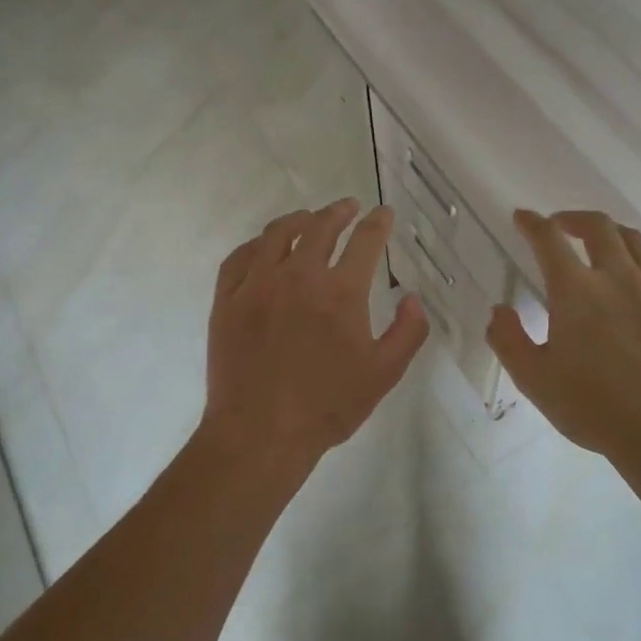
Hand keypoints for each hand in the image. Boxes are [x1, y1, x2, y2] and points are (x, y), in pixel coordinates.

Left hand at [199, 199, 428, 483]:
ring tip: (308, 218)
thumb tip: (414, 299)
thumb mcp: (383, 375)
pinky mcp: (226, 300)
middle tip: (349, 207)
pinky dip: (256, 244)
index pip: (365, 241)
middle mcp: (299, 276)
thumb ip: (407, 333)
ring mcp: (257, 285)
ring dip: (298, 220)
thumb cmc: (327, 406)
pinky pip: (239, 257)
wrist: (260, 433)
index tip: (384, 213)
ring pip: (277, 234)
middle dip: (339, 212)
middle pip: (320, 227)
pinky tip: (263, 247)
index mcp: (341, 292)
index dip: (378, 222)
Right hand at [486, 210, 640, 468]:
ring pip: (635, 241)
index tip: (522, 218)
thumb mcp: (534, 379)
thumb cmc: (592, 407)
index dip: (532, 224)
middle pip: (598, 227)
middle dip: (573, 219)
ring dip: (610, 233)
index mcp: (576, 291)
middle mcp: (617, 277)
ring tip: (599, 242)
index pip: (548, 240)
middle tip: (560, 226)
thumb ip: (508, 339)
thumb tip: (499, 310)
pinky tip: (640, 272)